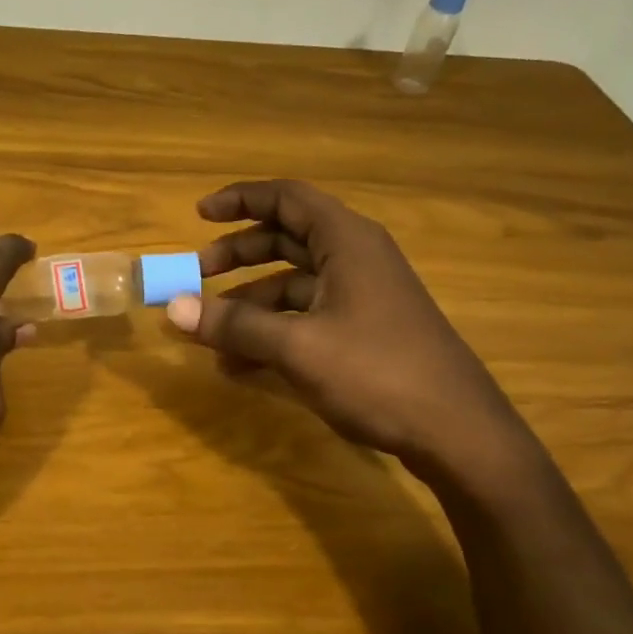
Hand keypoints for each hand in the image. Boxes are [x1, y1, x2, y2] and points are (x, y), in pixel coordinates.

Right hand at [166, 179, 529, 481]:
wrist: (459, 434)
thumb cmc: (378, 373)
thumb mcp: (298, 347)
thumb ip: (234, 325)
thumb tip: (173, 307)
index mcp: (347, 242)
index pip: (287, 199)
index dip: (240, 200)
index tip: (198, 215)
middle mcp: (356, 259)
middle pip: (286, 239)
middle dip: (238, 255)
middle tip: (197, 275)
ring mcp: (362, 298)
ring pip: (293, 284)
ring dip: (249, 303)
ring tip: (210, 334)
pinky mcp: (364, 332)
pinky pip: (306, 317)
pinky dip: (272, 332)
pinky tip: (240, 365)